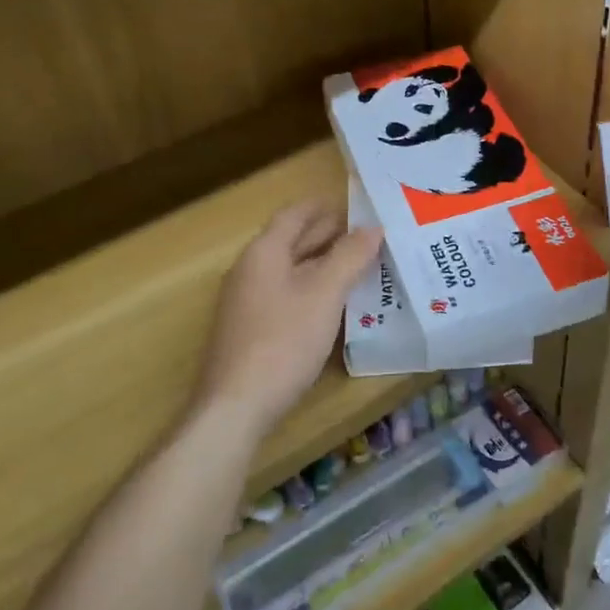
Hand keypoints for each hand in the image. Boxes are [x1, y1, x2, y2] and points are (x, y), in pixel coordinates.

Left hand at [198, 200, 381, 440]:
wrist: (235, 406)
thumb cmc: (283, 341)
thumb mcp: (325, 295)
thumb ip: (350, 257)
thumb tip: (373, 228)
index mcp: (264, 252)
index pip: (294, 215)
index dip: (323, 207)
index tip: (354, 204)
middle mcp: (250, 270)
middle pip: (291, 240)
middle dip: (327, 234)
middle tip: (367, 235)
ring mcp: (247, 302)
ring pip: (290, 269)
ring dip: (322, 263)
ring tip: (359, 265)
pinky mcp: (251, 330)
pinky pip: (286, 294)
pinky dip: (312, 288)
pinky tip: (334, 304)